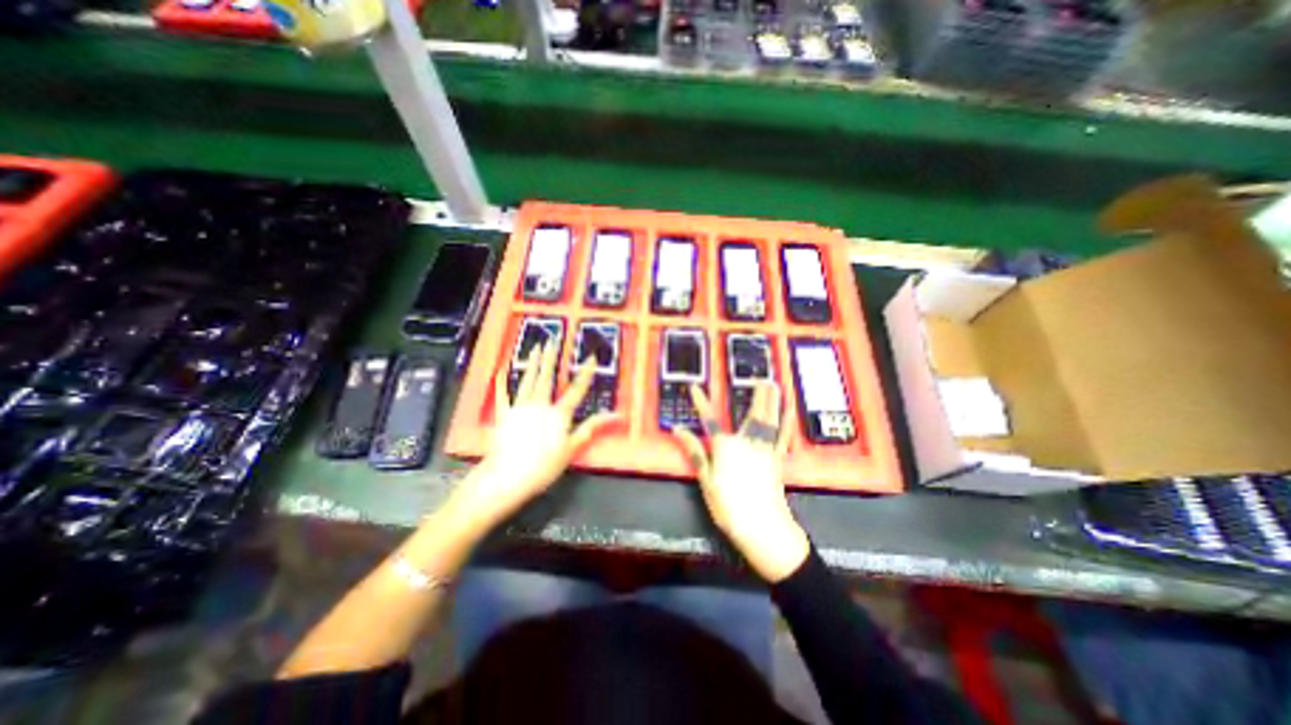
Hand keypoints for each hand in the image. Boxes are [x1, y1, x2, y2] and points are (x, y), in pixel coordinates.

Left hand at [451, 339, 620, 526]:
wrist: (506, 477)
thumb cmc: (543, 466)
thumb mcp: (571, 449)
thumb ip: (591, 428)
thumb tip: (616, 415)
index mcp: (558, 414)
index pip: (576, 390)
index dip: (585, 374)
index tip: (592, 357)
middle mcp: (540, 405)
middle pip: (547, 377)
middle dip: (551, 358)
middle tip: (553, 339)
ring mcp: (520, 407)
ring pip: (528, 380)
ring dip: (533, 363)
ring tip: (536, 347)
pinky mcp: (504, 415)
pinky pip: (503, 395)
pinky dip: (502, 383)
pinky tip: (501, 372)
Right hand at [676, 382, 804, 580]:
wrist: (762, 526)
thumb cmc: (728, 504)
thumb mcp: (706, 479)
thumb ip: (695, 451)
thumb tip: (678, 430)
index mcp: (725, 446)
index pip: (708, 419)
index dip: (701, 402)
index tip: (695, 387)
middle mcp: (746, 441)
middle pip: (751, 413)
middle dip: (756, 394)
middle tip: (761, 378)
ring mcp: (764, 448)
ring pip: (769, 419)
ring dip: (772, 401)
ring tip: (774, 385)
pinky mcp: (777, 458)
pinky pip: (783, 435)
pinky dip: (787, 422)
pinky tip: (790, 411)